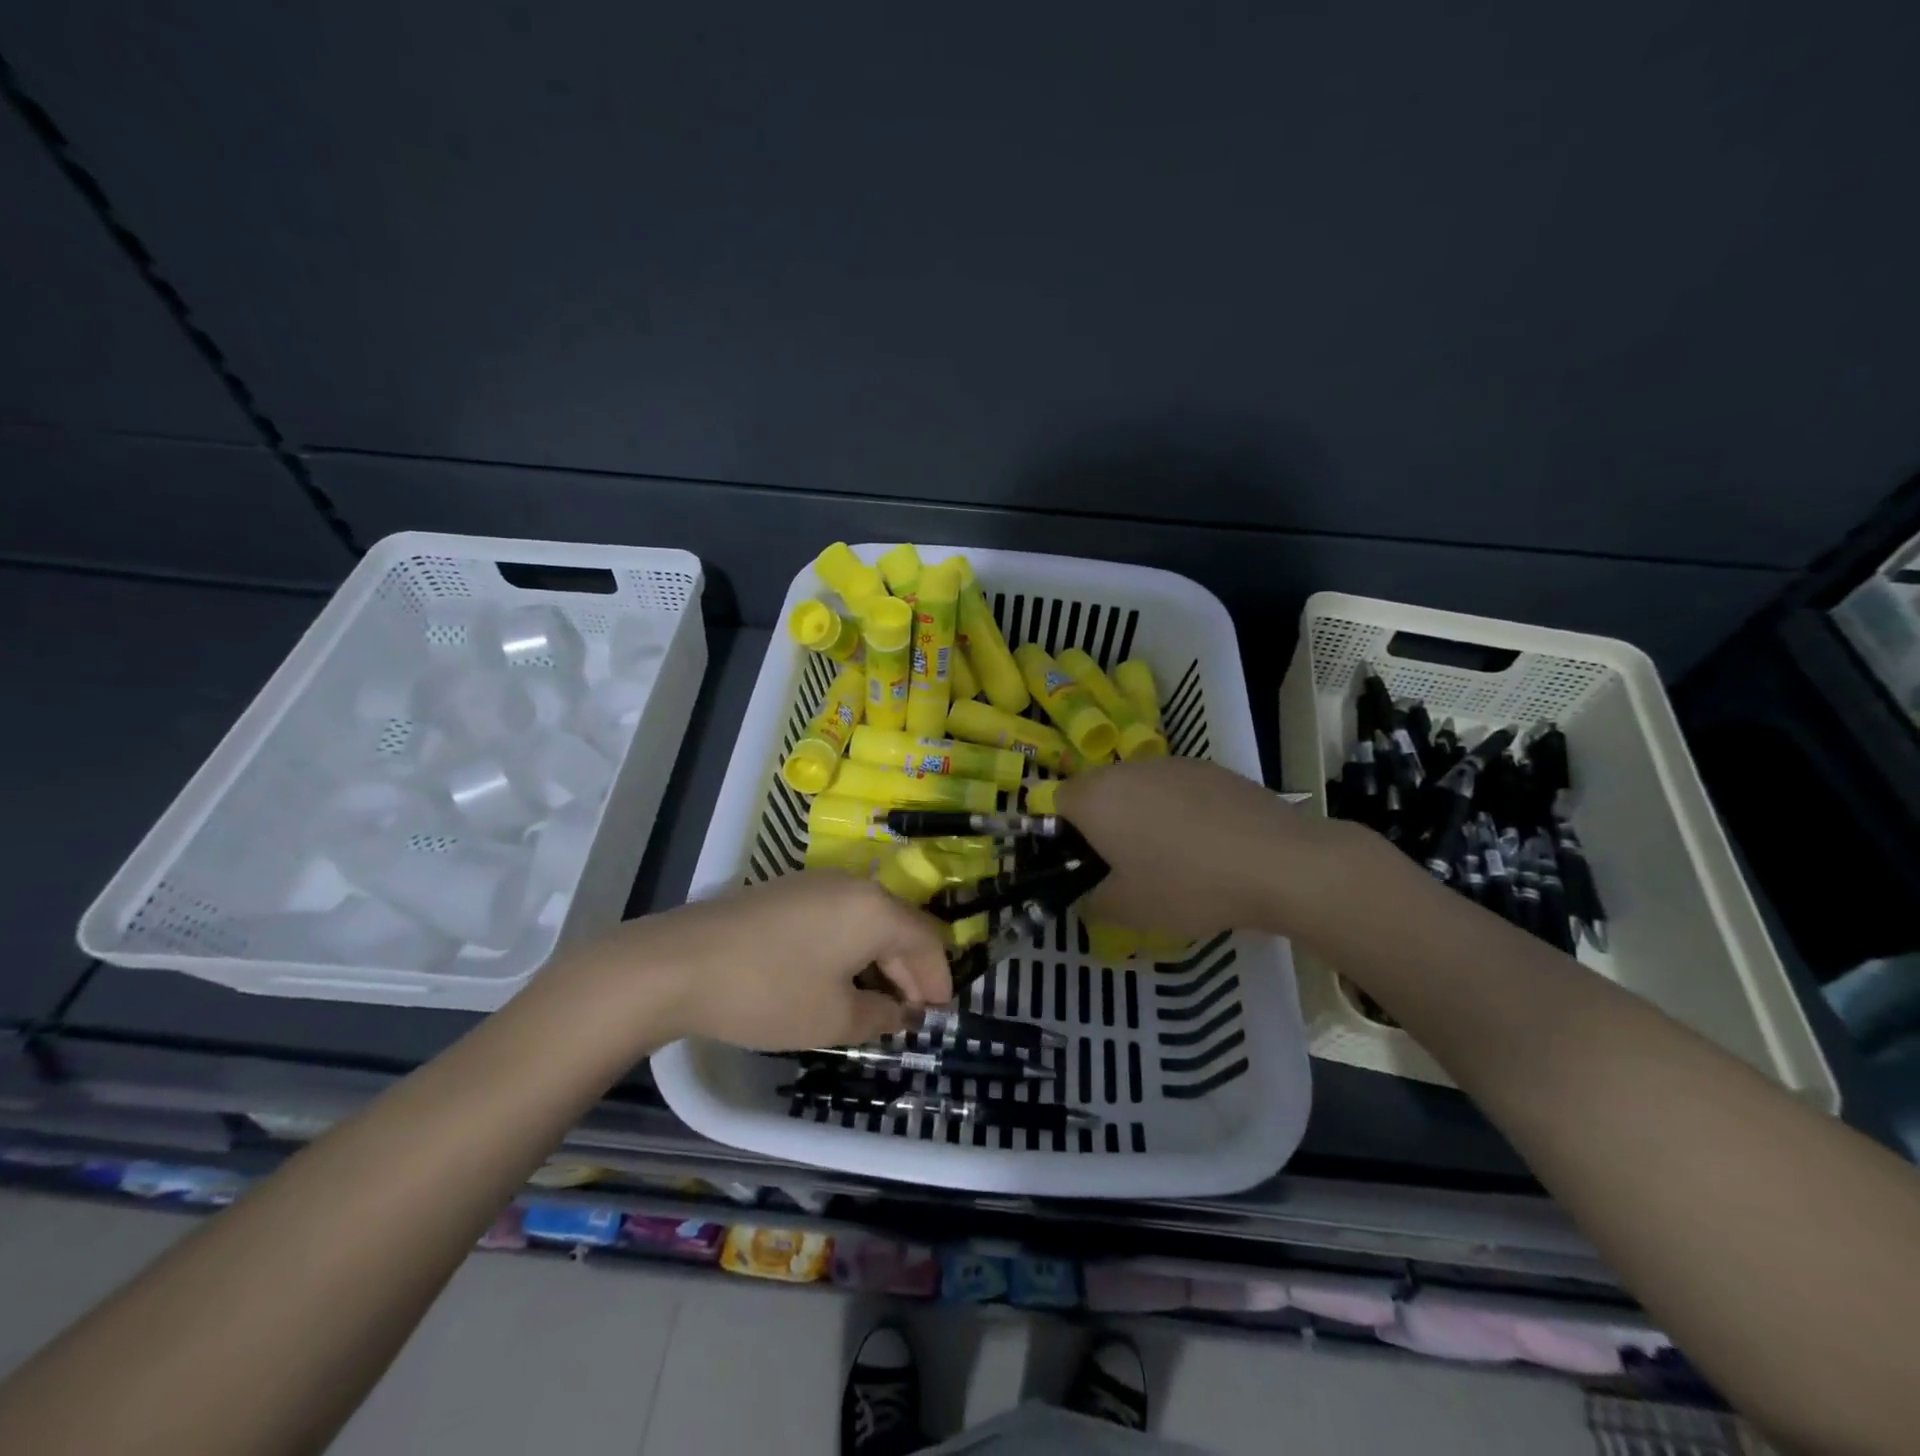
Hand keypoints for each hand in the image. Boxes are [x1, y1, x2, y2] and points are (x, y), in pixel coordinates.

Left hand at [580, 872, 952, 1050]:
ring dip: (880, 960)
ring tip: (874, 1003)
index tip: (937, 1017)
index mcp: (875, 909)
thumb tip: (903, 1013)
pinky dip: (851, 947)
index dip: (939, 980)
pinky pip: (839, 916)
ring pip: (868, 920)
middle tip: (909, 1015)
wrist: (678, 964)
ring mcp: (817, 883)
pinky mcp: (788, 891)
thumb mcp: (833, 1018)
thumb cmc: (768, 992)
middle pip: (899, 926)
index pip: (928, 940)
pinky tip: (837, 978)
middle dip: (910, 972)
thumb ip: (881, 1016)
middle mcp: (853, 885)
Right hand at [1057, 757, 1360, 937]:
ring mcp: (1173, 764)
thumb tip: (1088, 897)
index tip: (1086, 865)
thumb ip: (1093, 902)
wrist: (1278, 862)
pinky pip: (1177, 788)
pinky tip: (1207, 844)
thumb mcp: (1129, 909)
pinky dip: (1179, 810)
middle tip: (1124, 865)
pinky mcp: (1212, 768)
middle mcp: (1129, 769)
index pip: (1057, 801)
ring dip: (1141, 814)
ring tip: (1171, 856)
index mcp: (1097, 797)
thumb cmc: (1187, 885)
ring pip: (1139, 787)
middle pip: (1099, 790)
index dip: (1064, 834)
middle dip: (1103, 823)